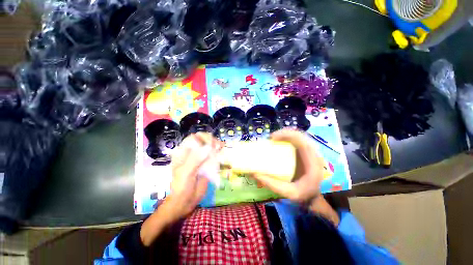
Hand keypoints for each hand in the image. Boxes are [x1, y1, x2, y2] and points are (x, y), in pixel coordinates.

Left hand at [141, 133, 221, 245]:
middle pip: (204, 141)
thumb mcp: (186, 173)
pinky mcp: (207, 164)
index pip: (194, 138)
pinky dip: (219, 153)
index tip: (211, 143)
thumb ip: (195, 159)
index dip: (203, 137)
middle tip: (218, 146)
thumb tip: (208, 147)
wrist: (185, 201)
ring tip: (221, 147)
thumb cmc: (181, 187)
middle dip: (211, 140)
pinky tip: (222, 153)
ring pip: (210, 147)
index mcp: (184, 152)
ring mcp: (201, 158)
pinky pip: (214, 155)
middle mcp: (193, 153)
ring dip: (216, 145)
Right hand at [252, 129, 324, 202]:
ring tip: (274, 139)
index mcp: (312, 161)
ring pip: (298, 136)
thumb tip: (255, 174)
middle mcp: (313, 152)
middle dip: (284, 133)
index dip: (286, 135)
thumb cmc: (304, 194)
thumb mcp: (289, 193)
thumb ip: (272, 184)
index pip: (301, 140)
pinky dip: (287, 138)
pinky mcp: (306, 152)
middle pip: (299, 135)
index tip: (272, 138)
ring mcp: (310, 151)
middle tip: (271, 138)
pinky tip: (280, 142)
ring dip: (285, 134)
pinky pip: (297, 140)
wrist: (316, 196)